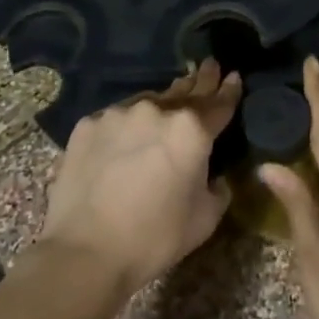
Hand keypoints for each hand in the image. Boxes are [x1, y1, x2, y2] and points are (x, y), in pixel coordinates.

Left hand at [35, 61, 239, 303]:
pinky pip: (116, 119)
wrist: (85, 252)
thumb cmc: (155, 238)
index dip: (229, 90)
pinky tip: (124, 140)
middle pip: (185, 91)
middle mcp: (157, 110)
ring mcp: (119, 113)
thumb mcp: (206, 218)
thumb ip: (218, 187)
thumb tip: (214, 175)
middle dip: (200, 80)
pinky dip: (126, 126)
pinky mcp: (88, 125)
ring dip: (160, 107)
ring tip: (164, 111)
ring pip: (148, 103)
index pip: (219, 103)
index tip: (233, 76)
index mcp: (192, 130)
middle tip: (209, 66)